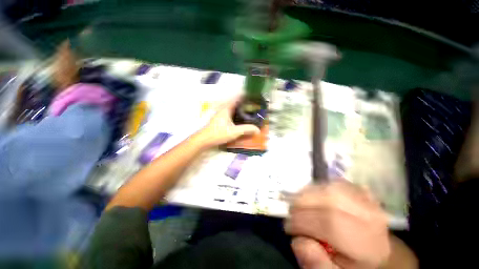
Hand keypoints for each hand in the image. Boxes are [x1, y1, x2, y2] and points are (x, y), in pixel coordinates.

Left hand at [196, 96, 259, 147]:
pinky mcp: (220, 119)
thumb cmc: (218, 134)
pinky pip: (230, 112)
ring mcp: (221, 114)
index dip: (245, 95)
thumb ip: (246, 130)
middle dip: (244, 101)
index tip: (253, 95)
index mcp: (226, 108)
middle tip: (253, 104)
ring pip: (232, 107)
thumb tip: (257, 130)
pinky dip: (236, 112)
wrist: (204, 140)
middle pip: (235, 101)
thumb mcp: (234, 132)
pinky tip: (240, 118)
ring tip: (248, 110)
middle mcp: (223, 108)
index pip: (237, 97)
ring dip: (240, 107)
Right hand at [285, 180, 390, 268]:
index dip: (302, 221)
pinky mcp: (358, 188)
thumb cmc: (352, 264)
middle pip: (328, 199)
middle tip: (291, 214)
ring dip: (306, 194)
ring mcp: (366, 198)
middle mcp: (371, 216)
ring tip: (299, 206)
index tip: (289, 227)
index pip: (330, 222)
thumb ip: (316, 264)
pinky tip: (311, 198)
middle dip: (301, 204)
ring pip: (328, 186)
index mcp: (368, 243)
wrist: (377, 252)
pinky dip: (316, 187)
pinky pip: (331, 182)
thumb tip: (299, 241)